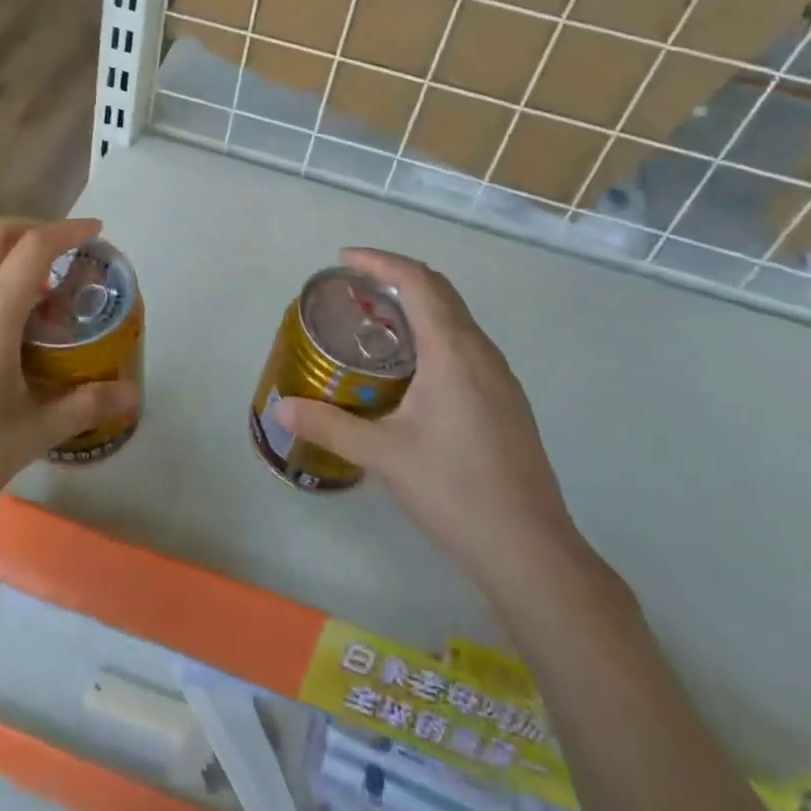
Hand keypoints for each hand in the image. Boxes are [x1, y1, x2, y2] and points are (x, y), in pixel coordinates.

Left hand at [0, 217, 139, 545]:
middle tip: (68, 256)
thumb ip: (83, 406)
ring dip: (10, 263)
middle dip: (34, 230)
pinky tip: (4, 341)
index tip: (97, 232)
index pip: (32, 249)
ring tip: (44, 303)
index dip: (67, 231)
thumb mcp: (29, 437)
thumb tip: (132, 395)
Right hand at [274, 248, 587, 607]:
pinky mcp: (507, 400)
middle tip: (354, 287)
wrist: (531, 550)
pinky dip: (435, 332)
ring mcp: (501, 376)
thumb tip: (280, 408)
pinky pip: (467, 343)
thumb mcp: (383, 455)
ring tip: (376, 323)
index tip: (343, 260)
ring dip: (418, 304)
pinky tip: (413, 368)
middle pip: (439, 290)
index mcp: (453, 351)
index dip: (379, 261)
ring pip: (456, 317)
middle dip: (396, 276)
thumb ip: (328, 424)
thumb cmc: (454, 490)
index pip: (416, 281)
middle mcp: (481, 352)